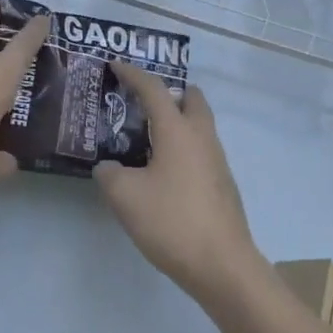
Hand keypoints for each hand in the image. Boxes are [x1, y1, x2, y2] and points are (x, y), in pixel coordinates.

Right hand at [96, 63, 262, 300]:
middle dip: (168, 92)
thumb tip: (108, 167)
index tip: (115, 65)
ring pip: (198, 125)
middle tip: (142, 101)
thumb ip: (109, 175)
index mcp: (177, 130)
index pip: (154, 88)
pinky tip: (162, 172)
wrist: (224, 267)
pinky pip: (200, 150)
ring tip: (146, 137)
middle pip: (190, 99)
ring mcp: (217, 161)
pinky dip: (182, 147)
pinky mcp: (222, 185)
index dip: (132, 74)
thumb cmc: (172, 221)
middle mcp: (201, 137)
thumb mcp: (124, 197)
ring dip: (175, 121)